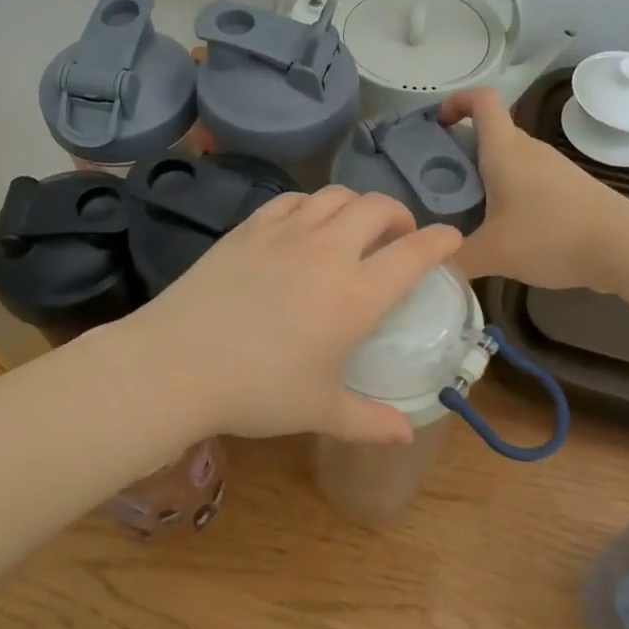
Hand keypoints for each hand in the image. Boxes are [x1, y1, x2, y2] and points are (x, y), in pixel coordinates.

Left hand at [115, 187, 463, 445]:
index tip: (451, 240)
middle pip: (378, 207)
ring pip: (336, 195)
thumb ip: (369, 421)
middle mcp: (328, 251)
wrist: (177, 363)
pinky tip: (305, 226)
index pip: (415, 251)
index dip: (441, 241)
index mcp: (356, 294)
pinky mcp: (250, 227)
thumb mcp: (319, 410)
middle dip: (399, 215)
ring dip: (356, 206)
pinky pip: (293, 199)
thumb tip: (408, 433)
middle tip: (397, 238)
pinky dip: (312, 206)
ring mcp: (286, 232)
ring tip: (353, 229)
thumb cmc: (257, 391)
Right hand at [439, 88, 625, 290]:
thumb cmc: (551, 236)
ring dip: (489, 175)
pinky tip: (509, 228)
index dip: (457, 101)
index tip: (438, 123)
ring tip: (471, 211)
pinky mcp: (570, 187)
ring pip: (512, 158)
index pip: (482, 100)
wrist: (623, 247)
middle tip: (443, 183)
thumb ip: (456, 258)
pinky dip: (512, 192)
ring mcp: (554, 167)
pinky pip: (530, 178)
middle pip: (493, 132)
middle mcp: (529, 149)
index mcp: (504, 150)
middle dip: (465, 150)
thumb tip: (431, 264)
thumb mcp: (493, 253)